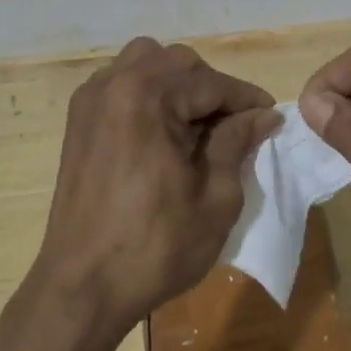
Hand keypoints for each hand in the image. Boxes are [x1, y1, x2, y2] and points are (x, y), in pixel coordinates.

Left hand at [33, 37, 280, 337]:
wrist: (81, 288)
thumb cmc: (155, 247)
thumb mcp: (215, 198)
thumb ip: (237, 144)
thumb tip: (263, 115)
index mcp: (146, 97)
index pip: (211, 82)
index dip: (246, 99)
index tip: (272, 116)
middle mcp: (114, 85)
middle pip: (178, 63)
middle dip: (212, 88)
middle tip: (235, 126)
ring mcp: (91, 101)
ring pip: (146, 63)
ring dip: (178, 84)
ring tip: (198, 125)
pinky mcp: (79, 121)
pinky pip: (121, 84)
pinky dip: (149, 93)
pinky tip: (164, 131)